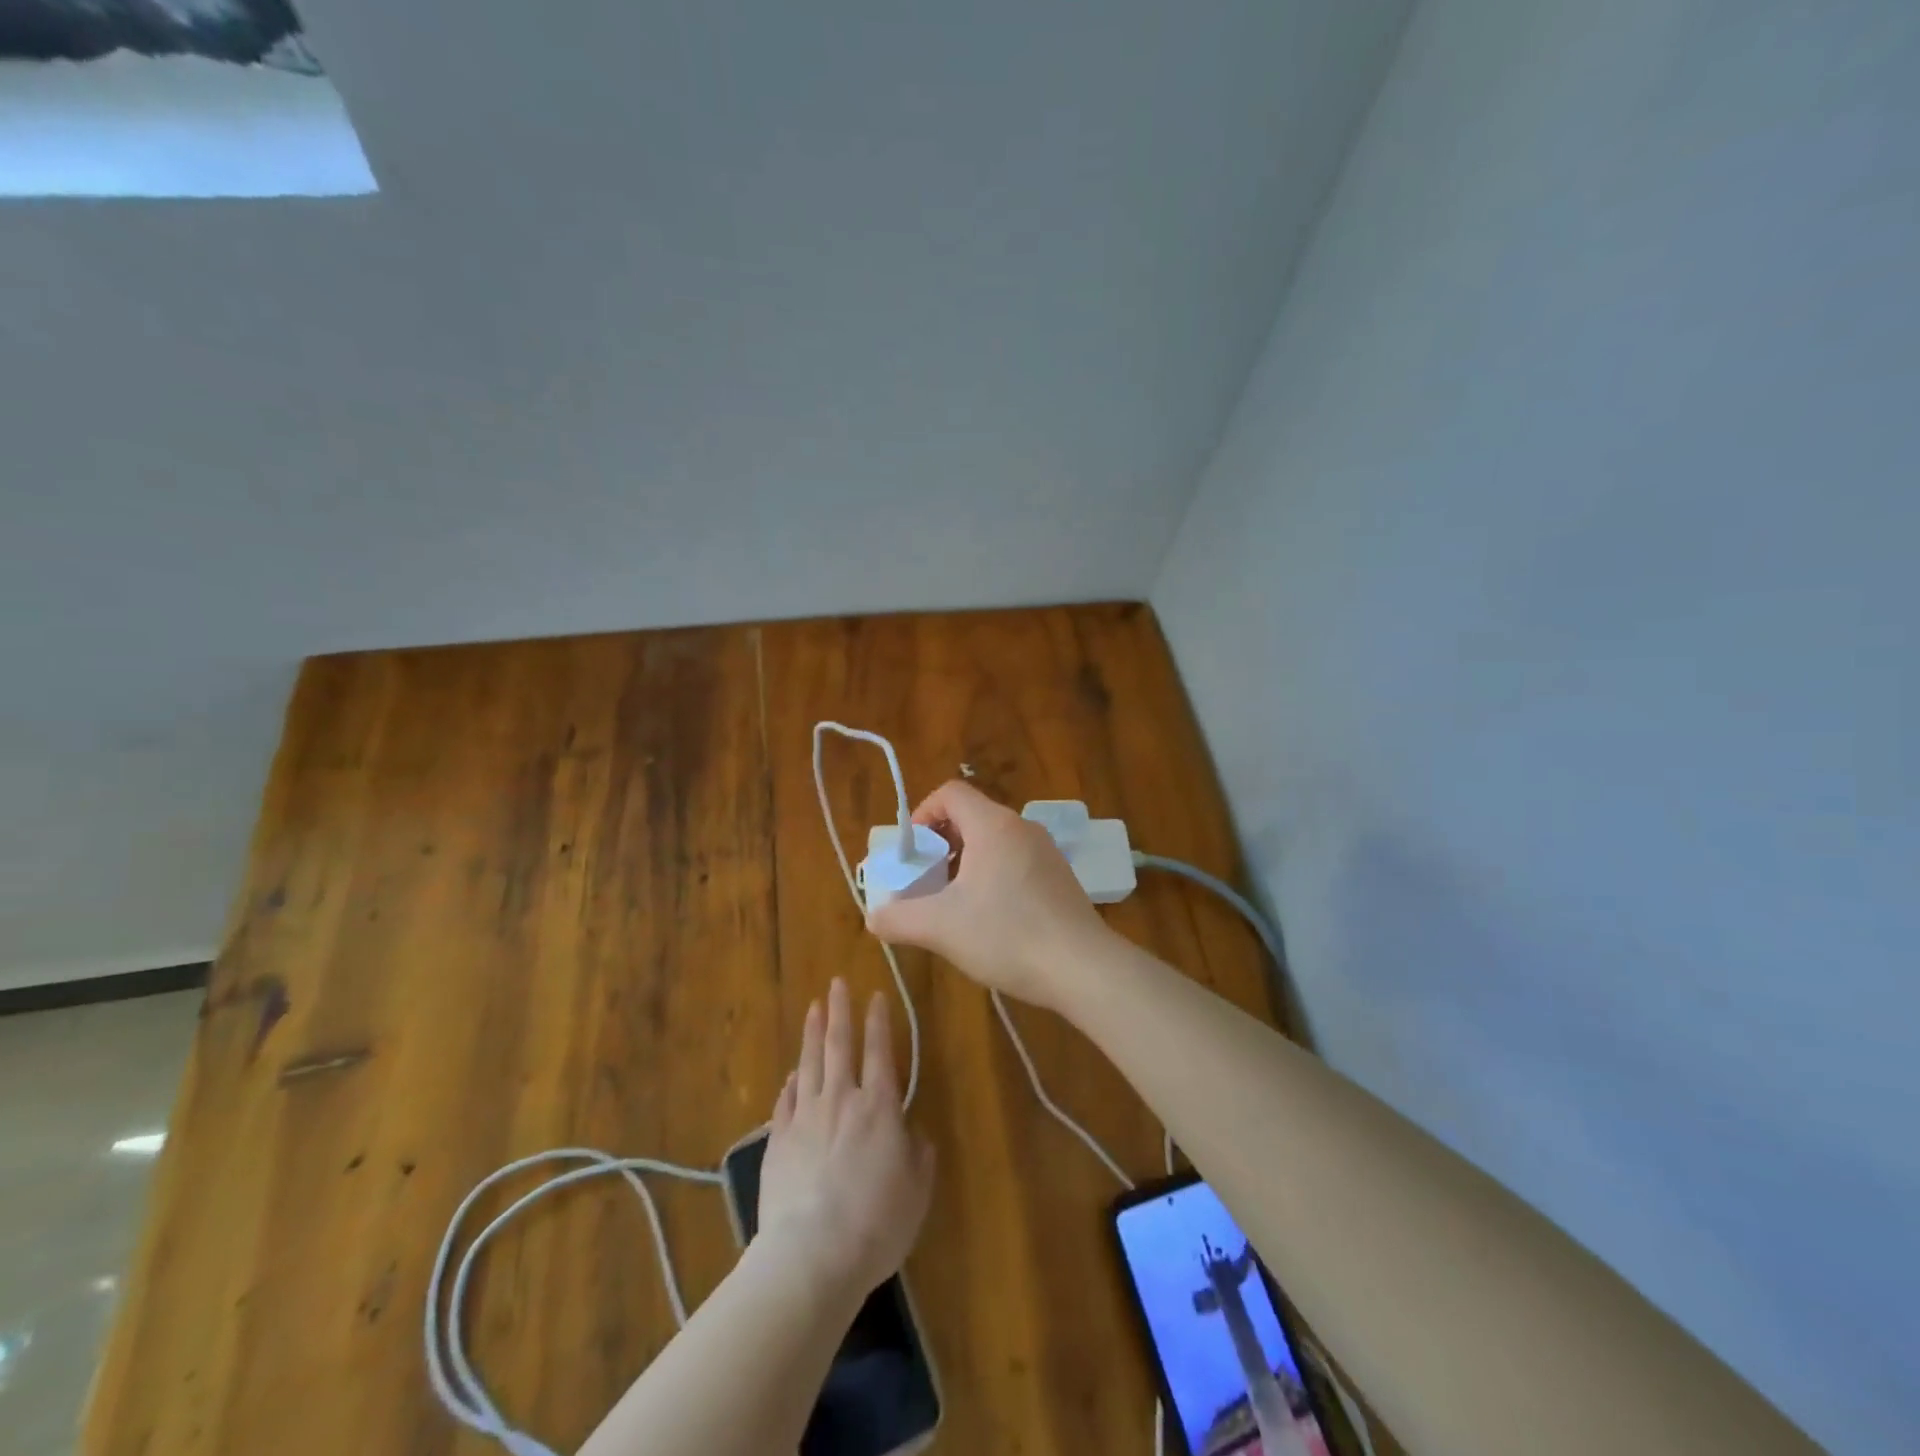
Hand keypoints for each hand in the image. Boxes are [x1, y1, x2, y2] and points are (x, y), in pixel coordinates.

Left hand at [758, 979, 935, 1296]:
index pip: (880, 1052)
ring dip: (812, 1033)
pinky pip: (786, 1100)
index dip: (879, 1022)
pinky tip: (793, 1073)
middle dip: (841, 1011)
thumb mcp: (916, 1192)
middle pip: (840, 1045)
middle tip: (836, 983)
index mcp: (879, 1108)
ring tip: (813, 1008)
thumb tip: (914, 1133)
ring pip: (809, 1063)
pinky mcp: (778, 1140)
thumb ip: (918, 1156)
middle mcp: (842, 1100)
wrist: (812, 1254)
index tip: (876, 996)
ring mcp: (806, 1117)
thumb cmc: (876, 1223)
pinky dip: (791, 1082)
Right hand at [865, 780, 1111, 1009]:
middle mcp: (1021, 827)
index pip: (949, 793)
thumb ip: (898, 919)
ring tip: (954, 903)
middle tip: (926, 881)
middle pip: (971, 816)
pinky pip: (1015, 861)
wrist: (1083, 967)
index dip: (922, 815)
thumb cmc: (1007, 935)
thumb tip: (874, 917)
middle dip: (941, 844)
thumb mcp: (941, 928)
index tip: (912, 854)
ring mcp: (1046, 851)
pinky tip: (991, 918)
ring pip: (993, 841)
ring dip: (966, 862)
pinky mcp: (1059, 876)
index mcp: (993, 825)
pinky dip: (993, 875)